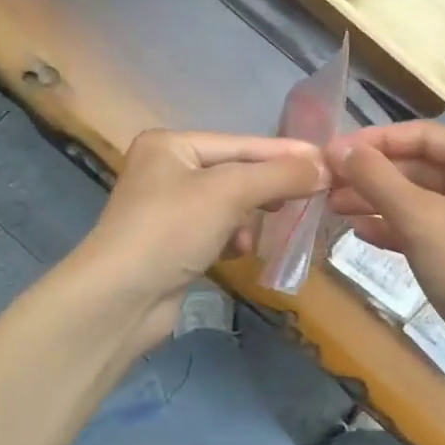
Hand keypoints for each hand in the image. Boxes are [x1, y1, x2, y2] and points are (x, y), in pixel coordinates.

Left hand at [71, 129, 327, 351]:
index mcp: (171, 144)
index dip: (285, 153)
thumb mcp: (229, 193)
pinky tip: (236, 252)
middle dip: (267, 189)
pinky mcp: (172, 243)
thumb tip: (325, 165)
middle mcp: (166, 169)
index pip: (241, 144)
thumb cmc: (170, 230)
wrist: (118, 301)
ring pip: (230, 204)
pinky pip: (216, 229)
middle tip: (306, 198)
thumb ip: (279, 175)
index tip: (327, 160)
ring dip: (248, 219)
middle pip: (236, 173)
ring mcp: (168, 208)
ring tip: (252, 236)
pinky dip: (231, 238)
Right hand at [326, 121, 444, 370]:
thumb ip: (376, 178)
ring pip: (420, 197)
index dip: (372, 141)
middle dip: (372, 175)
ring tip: (333, 207)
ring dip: (378, 201)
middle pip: (419, 165)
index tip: (329, 152)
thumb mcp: (419, 219)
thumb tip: (336, 145)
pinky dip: (397, 227)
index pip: (420, 134)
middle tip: (325, 184)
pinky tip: (361, 232)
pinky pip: (429, 225)